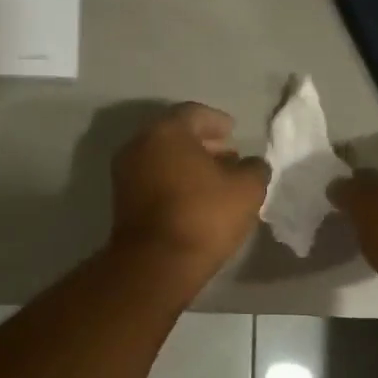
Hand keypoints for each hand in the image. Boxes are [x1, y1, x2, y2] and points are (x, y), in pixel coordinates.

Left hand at [110, 103, 270, 277]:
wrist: (157, 264)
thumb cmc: (204, 216)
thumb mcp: (247, 189)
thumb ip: (254, 168)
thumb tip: (252, 165)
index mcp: (166, 131)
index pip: (194, 113)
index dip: (217, 121)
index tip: (234, 132)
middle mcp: (138, 145)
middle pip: (175, 135)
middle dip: (203, 144)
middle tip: (228, 156)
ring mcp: (125, 174)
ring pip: (162, 159)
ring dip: (188, 165)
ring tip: (216, 180)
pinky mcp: (122, 202)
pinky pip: (153, 180)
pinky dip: (173, 181)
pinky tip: (195, 199)